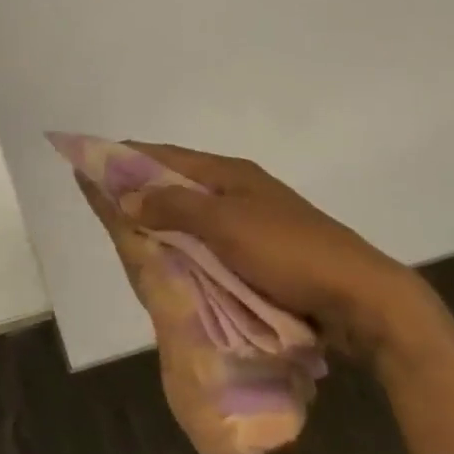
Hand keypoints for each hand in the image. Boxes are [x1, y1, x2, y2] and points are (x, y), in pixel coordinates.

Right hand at [89, 143, 434, 362]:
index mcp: (229, 173)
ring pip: (192, 212)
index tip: (90, 161)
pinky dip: (184, 242)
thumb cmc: (290, 253)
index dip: (126, 156)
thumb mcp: (226, 226)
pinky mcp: (263, 251)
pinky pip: (209, 238)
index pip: (165, 155)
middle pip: (176, 181)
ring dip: (161, 217)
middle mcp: (238, 188)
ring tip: (127, 229)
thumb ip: (174, 206)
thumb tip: (126, 191)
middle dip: (139, 187)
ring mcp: (253, 220)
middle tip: (102, 202)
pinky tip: (170, 256)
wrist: (363, 298)